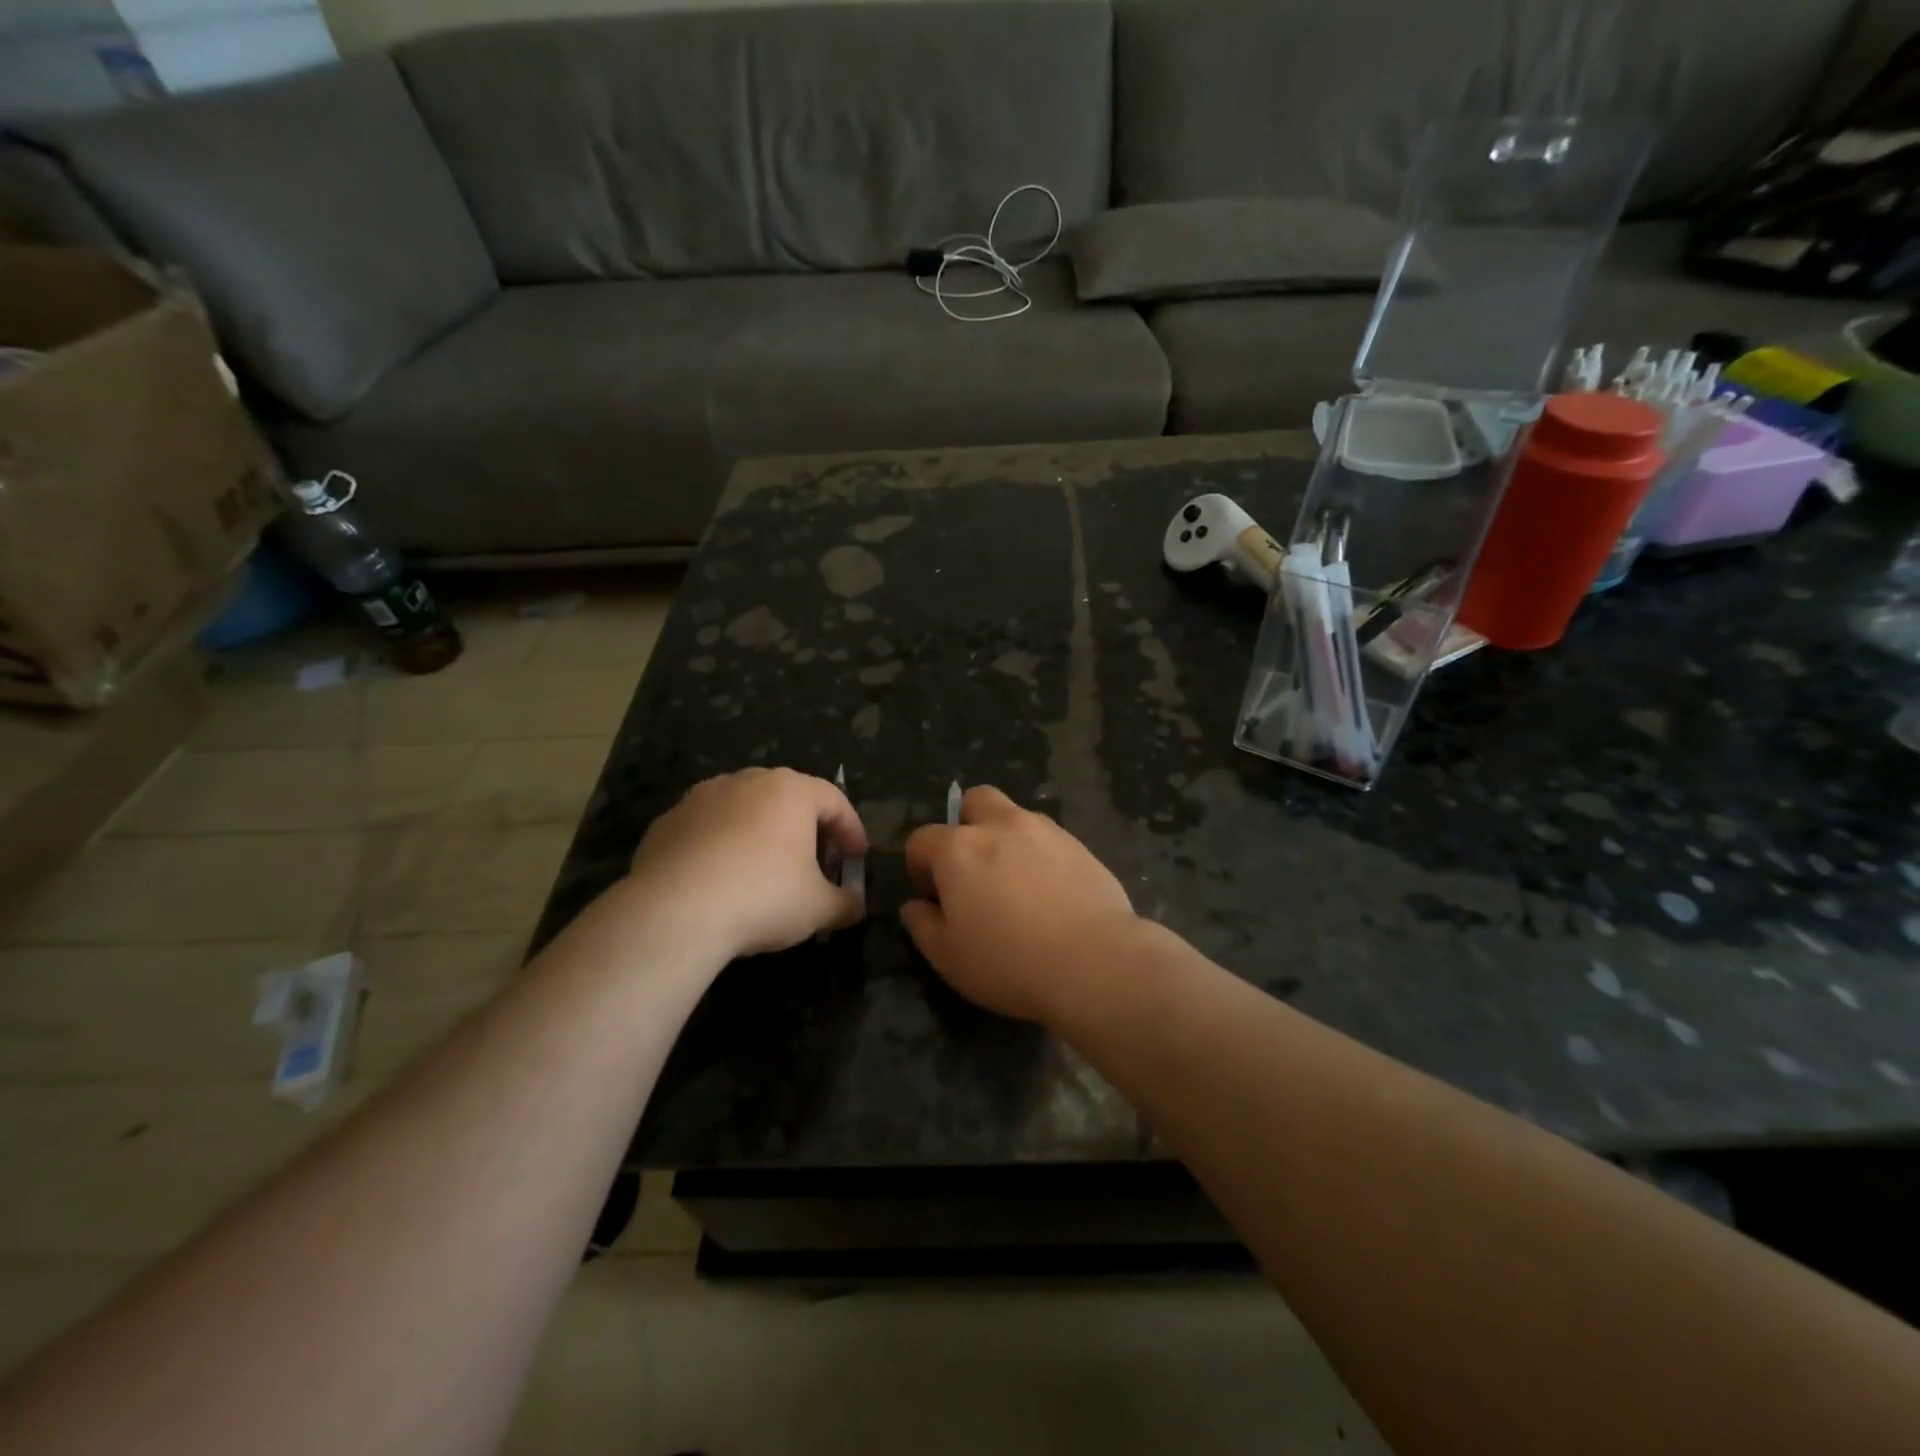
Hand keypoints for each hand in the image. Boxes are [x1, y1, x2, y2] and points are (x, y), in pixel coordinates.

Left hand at [628, 768, 866, 959]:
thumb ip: (845, 903)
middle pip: (789, 799)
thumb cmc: (762, 897)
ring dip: (762, 835)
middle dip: (807, 830)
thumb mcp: (819, 908)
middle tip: (816, 864)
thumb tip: (855, 906)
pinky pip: (709, 829)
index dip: (852, 830)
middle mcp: (747, 781)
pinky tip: (722, 881)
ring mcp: (702, 797)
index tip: (857, 858)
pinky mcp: (668, 821)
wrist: (672, 912)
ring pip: (745, 810)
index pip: (834, 801)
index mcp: (791, 790)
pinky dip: (723, 848)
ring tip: (766, 871)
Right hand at [901, 785, 1137, 1023]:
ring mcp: (1044, 830)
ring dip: (1005, 837)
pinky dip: (1039, 854)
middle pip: (974, 801)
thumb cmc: (1009, 962)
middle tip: (973, 869)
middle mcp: (1000, 826)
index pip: (922, 840)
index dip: (919, 867)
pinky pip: (1048, 838)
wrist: (1094, 962)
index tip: (933, 898)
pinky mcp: (1079, 845)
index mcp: (958, 849)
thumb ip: (923, 925)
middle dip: (966, 825)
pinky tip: (1048, 891)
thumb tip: (916, 906)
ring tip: (1014, 882)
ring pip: (1015, 815)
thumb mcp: (948, 957)